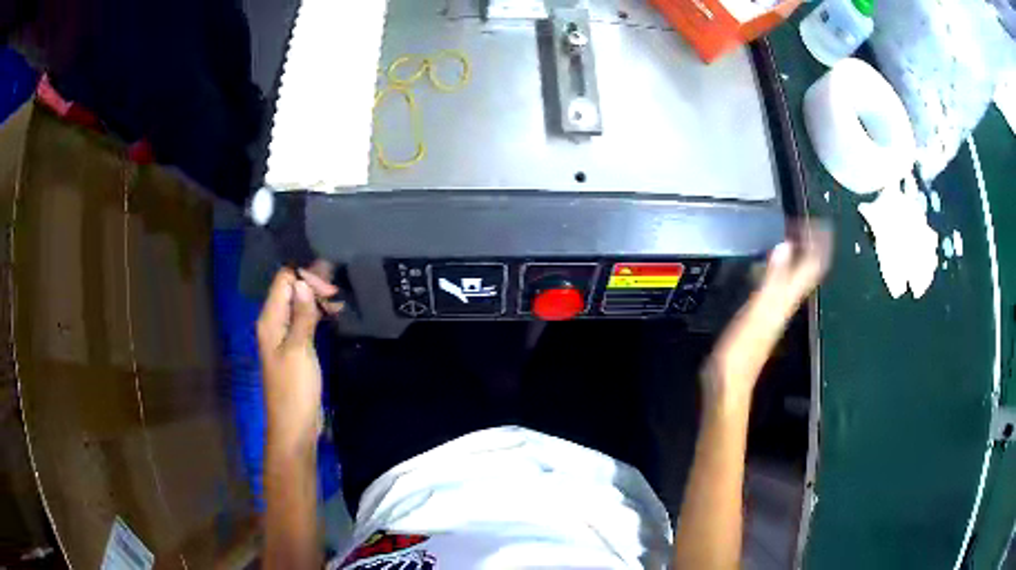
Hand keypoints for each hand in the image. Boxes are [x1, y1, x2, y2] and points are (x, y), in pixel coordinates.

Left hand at [257, 267, 338, 452]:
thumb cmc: (295, 389)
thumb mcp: (299, 349)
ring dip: (316, 299)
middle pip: (290, 290)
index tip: (330, 283)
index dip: (305, 276)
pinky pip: (303, 321)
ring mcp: (283, 336)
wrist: (295, 426)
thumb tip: (303, 281)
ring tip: (339, 301)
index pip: (283, 281)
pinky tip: (333, 314)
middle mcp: (274, 323)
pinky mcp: (294, 348)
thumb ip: (301, 315)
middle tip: (338, 293)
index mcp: (269, 320)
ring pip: (298, 305)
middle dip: (312, 285)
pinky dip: (317, 314)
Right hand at [703, 222, 831, 407]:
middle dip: (809, 244)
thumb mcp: (758, 308)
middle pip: (807, 268)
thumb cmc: (743, 346)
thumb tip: (785, 246)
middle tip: (803, 223)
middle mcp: (787, 300)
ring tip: (790, 236)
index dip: (819, 243)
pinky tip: (768, 263)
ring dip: (796, 254)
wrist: (730, 378)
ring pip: (795, 275)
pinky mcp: (763, 313)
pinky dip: (780, 267)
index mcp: (788, 297)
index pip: (813, 265)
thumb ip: (772, 278)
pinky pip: (779, 282)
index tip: (819, 222)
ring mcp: (776, 308)